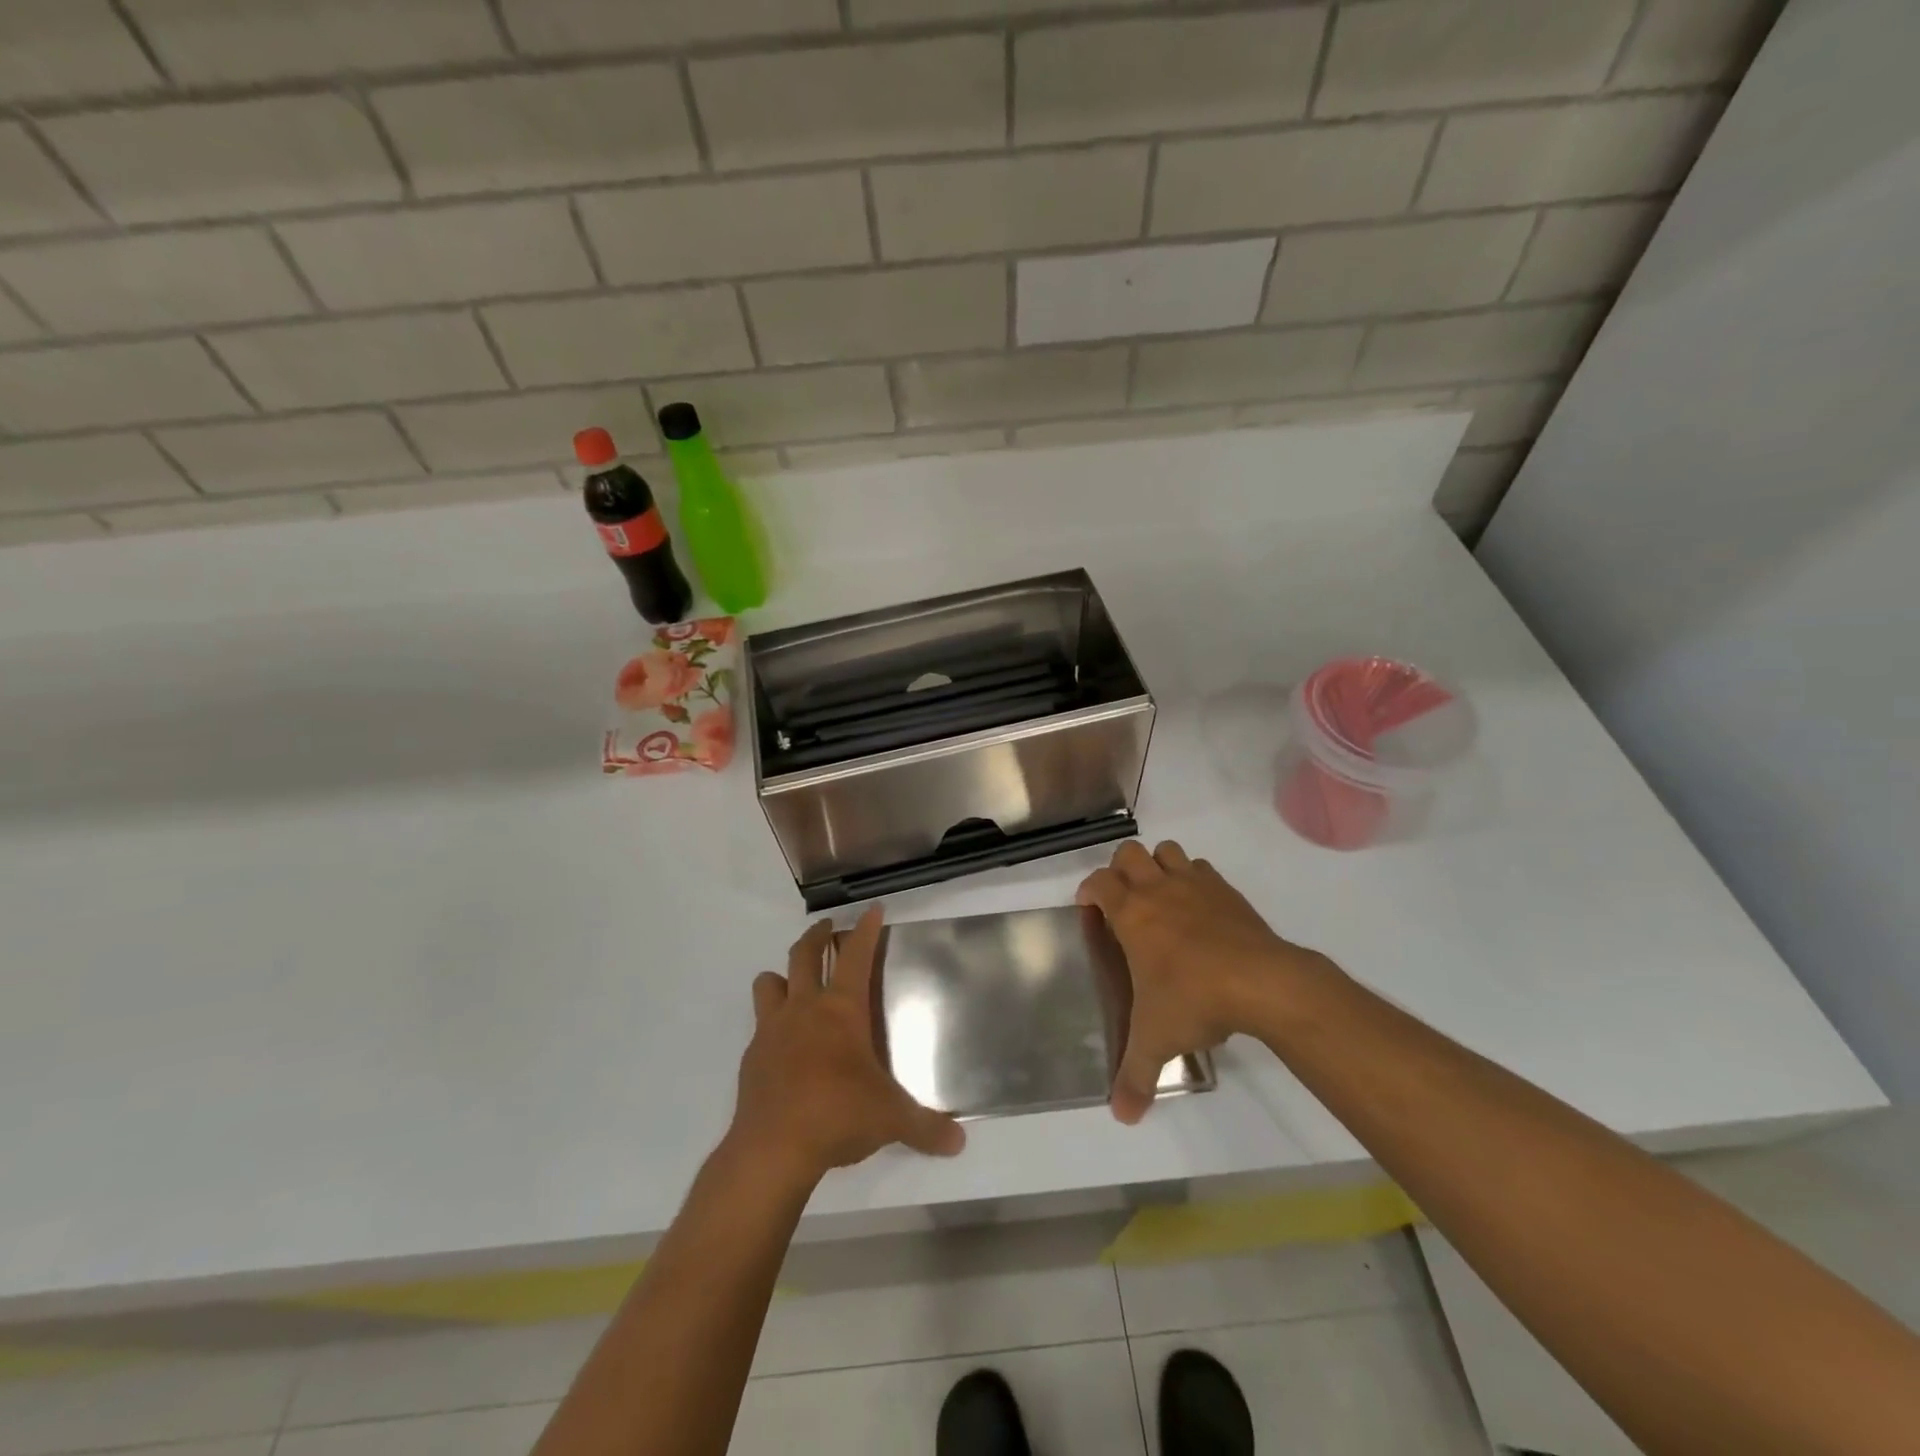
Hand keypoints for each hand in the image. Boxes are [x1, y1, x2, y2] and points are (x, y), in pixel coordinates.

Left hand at [730, 907, 965, 1187]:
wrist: (772, 1149)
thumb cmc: (837, 1115)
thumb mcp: (891, 1120)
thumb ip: (926, 1127)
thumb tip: (959, 1143)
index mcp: (841, 1010)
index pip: (855, 955)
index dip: (866, 929)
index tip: (872, 909)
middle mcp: (804, 1009)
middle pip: (803, 954)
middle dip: (816, 935)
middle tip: (827, 928)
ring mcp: (772, 1030)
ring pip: (769, 982)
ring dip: (782, 975)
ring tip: (795, 982)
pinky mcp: (752, 1057)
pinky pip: (760, 1026)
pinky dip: (771, 1024)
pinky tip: (784, 1045)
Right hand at [1078, 840, 1329, 1123]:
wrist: (1262, 982)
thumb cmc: (1195, 1000)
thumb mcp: (1157, 1041)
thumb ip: (1135, 1076)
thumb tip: (1122, 1117)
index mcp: (1131, 914)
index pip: (1097, 883)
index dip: (1089, 891)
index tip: (1090, 910)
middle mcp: (1158, 889)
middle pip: (1129, 853)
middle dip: (1121, 869)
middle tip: (1124, 901)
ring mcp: (1195, 885)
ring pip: (1168, 851)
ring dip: (1158, 866)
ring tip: (1161, 898)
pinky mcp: (1228, 891)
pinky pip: (1202, 869)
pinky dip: (1194, 879)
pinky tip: (1200, 909)